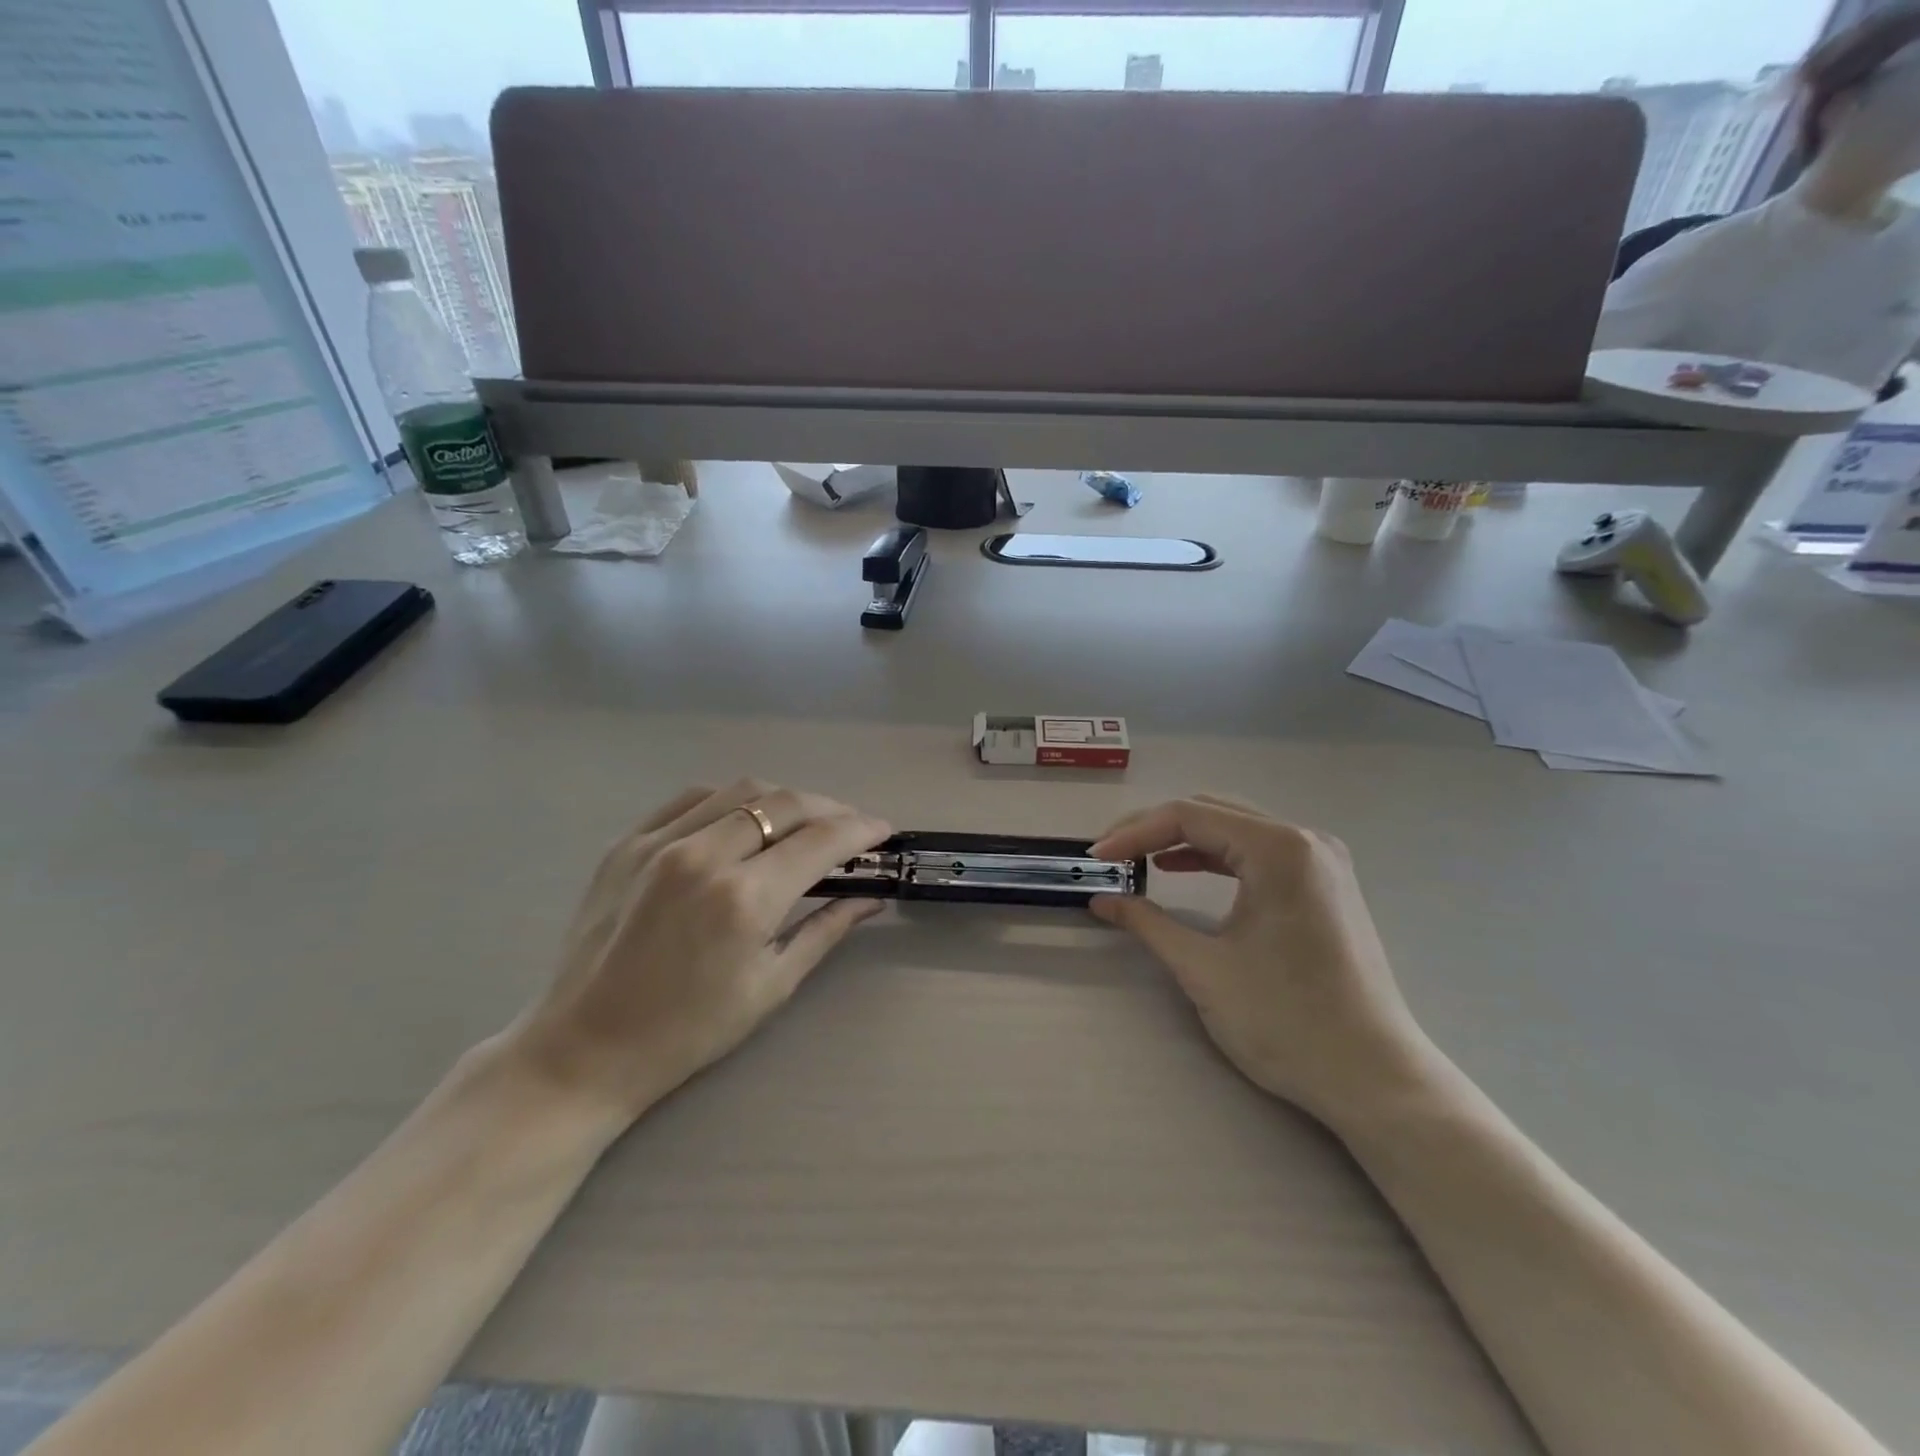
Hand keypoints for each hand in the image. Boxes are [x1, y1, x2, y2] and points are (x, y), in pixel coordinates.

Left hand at [506, 780, 890, 1125]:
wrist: (584, 1048)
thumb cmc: (688, 1031)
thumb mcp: (771, 985)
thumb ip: (826, 929)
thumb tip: (872, 897)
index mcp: (744, 899)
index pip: (821, 840)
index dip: (862, 830)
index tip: (884, 831)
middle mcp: (704, 855)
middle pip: (786, 803)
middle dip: (830, 809)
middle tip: (850, 828)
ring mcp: (659, 842)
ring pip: (741, 790)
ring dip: (784, 799)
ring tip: (802, 822)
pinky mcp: (628, 842)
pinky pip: (692, 798)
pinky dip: (731, 800)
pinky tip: (744, 820)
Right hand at [1089, 795, 1439, 1127]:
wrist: (1375, 1079)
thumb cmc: (1287, 1022)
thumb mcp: (1204, 969)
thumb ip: (1147, 923)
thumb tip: (1102, 900)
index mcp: (1278, 849)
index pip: (1188, 817)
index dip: (1133, 833)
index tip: (1096, 858)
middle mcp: (1304, 840)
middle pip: (1212, 812)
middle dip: (1153, 828)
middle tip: (1110, 855)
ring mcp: (1320, 862)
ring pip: (1234, 828)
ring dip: (1182, 839)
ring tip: (1135, 859)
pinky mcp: (1323, 885)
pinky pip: (1256, 852)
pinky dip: (1213, 856)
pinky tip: (1181, 868)